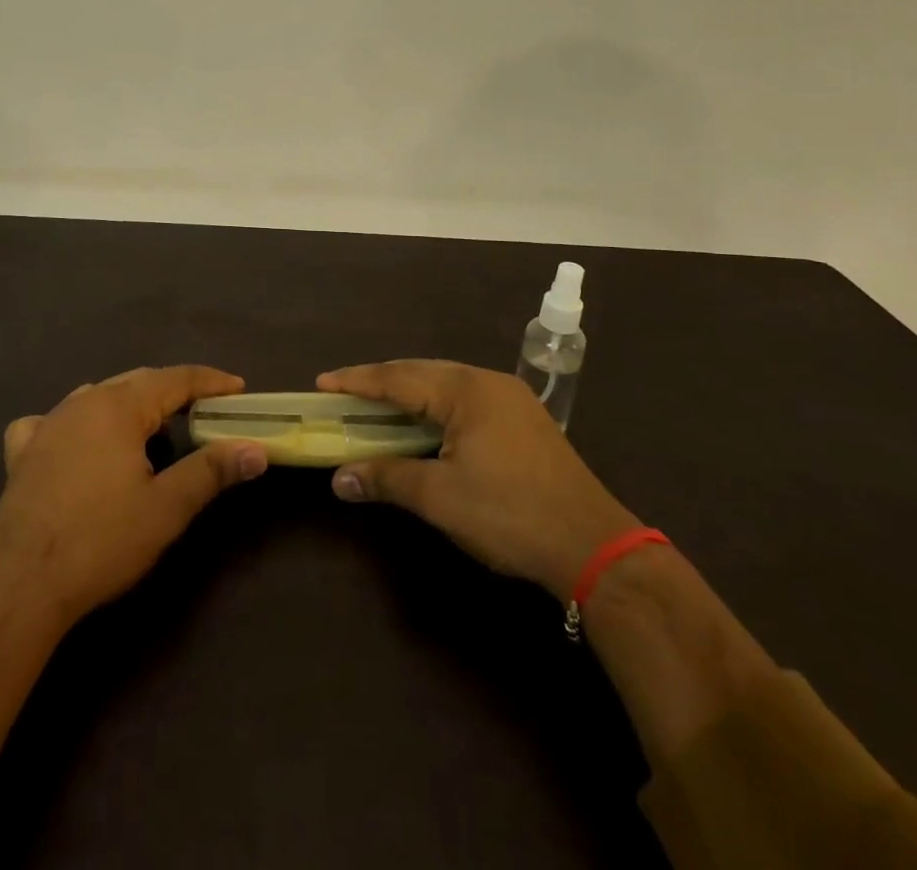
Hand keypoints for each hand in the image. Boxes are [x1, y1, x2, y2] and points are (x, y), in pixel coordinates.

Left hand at [0, 365, 267, 623]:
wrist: (20, 584)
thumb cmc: (101, 540)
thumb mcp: (167, 507)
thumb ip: (212, 471)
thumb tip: (256, 449)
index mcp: (119, 406)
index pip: (175, 379)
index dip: (210, 381)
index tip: (238, 387)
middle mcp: (83, 402)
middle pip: (137, 382)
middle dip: (173, 391)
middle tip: (204, 409)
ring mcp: (48, 424)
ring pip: (97, 397)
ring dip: (129, 405)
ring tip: (150, 428)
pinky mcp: (22, 453)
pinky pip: (52, 421)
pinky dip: (74, 424)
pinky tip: (73, 442)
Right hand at [318, 361, 637, 600]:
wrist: (594, 545)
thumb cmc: (510, 514)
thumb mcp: (441, 498)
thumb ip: (387, 479)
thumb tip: (339, 479)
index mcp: (465, 390)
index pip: (398, 377)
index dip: (357, 381)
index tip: (322, 383)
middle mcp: (487, 382)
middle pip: (421, 372)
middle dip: (380, 381)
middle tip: (343, 393)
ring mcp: (510, 399)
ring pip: (445, 383)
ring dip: (408, 392)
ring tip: (376, 405)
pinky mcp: (523, 419)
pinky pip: (465, 398)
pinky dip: (434, 405)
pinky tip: (424, 422)